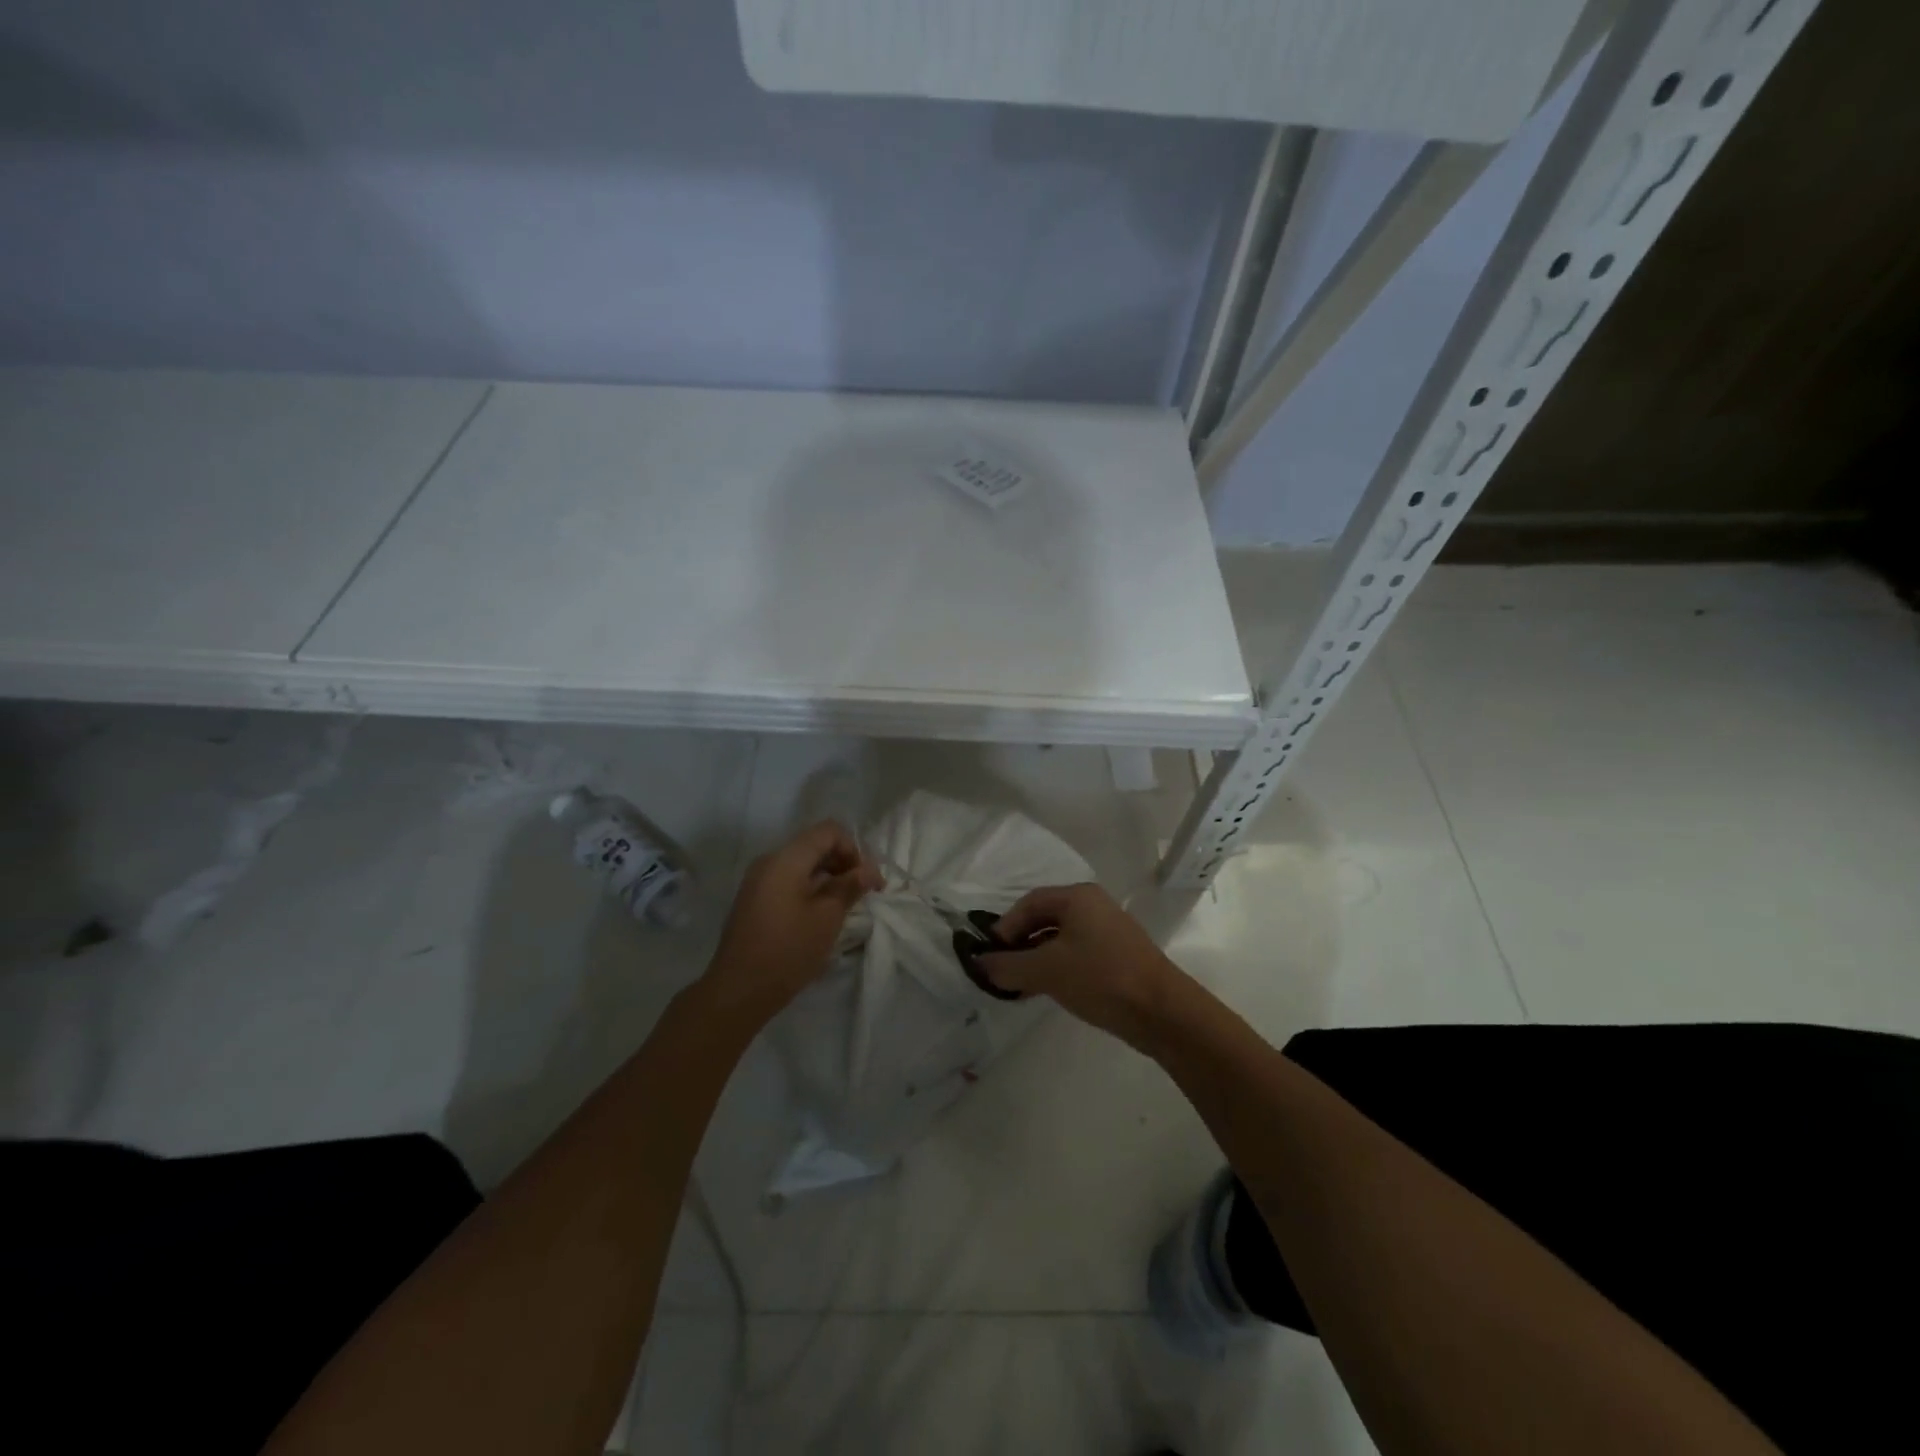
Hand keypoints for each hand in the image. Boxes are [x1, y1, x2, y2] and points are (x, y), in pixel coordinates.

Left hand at [701, 821, 882, 1026]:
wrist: (738, 991)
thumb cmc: (787, 951)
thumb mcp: (827, 918)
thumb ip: (849, 886)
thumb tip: (868, 870)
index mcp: (786, 859)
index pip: (828, 831)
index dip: (854, 849)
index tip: (867, 880)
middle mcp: (769, 861)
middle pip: (815, 845)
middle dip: (844, 863)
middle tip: (864, 893)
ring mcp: (759, 881)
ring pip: (803, 864)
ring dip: (829, 878)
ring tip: (846, 906)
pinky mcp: (755, 900)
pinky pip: (789, 880)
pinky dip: (811, 889)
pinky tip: (822, 915)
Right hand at [973, 883, 1189, 1050]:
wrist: (1162, 1011)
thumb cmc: (1100, 978)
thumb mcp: (1046, 971)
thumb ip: (1008, 966)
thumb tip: (980, 964)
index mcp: (1078, 897)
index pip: (1029, 903)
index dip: (1005, 927)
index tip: (990, 955)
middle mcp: (1093, 906)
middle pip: (1044, 918)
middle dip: (1019, 944)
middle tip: (1002, 971)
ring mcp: (1108, 931)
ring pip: (1060, 939)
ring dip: (1036, 959)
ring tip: (1019, 986)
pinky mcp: (1117, 957)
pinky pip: (1076, 955)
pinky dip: (1056, 968)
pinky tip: (1046, 991)